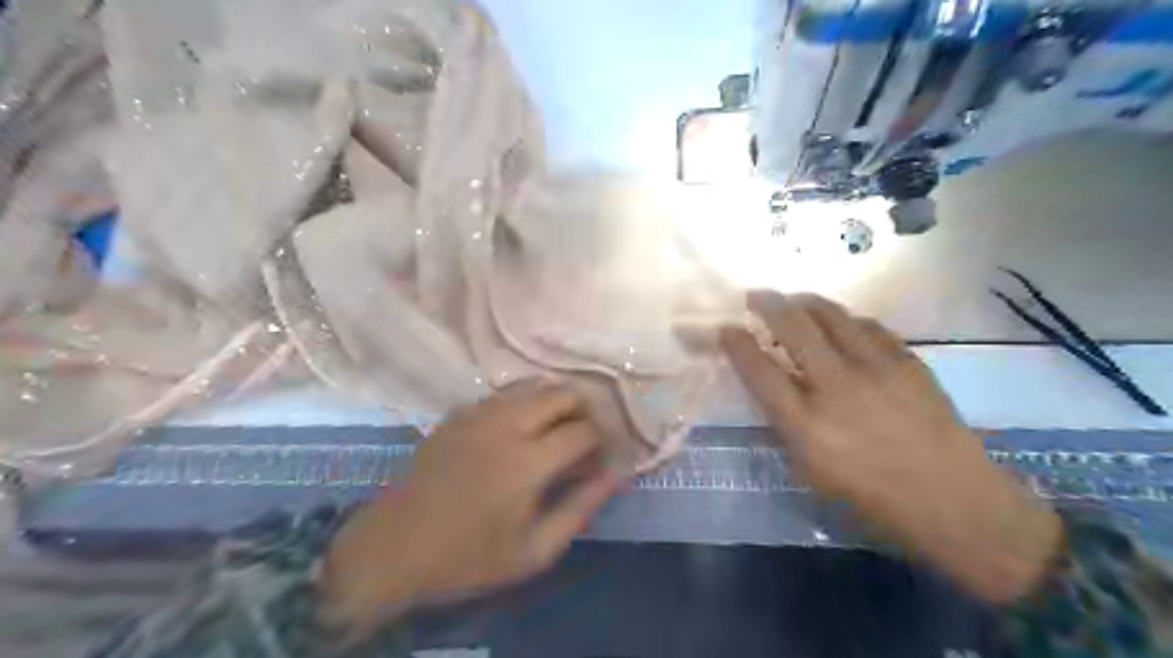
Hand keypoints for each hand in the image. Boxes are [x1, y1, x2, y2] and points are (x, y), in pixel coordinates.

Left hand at [317, 384, 616, 630]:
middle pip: (562, 393)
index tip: (606, 454)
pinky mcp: (458, 412)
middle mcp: (506, 425)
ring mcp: (478, 413)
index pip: (584, 430)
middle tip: (586, 436)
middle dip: (584, 409)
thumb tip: (615, 477)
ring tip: (559, 427)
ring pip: (533, 385)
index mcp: (528, 462)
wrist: (395, 547)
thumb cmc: (469, 557)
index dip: (604, 439)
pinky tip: (521, 426)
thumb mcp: (534, 551)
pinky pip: (504, 394)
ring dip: (555, 401)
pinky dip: (524, 402)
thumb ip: (580, 509)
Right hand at [725, 290, 1063, 604]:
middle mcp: (836, 388)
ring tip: (793, 299)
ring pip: (833, 316)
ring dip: (806, 302)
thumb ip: (786, 426)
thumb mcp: (811, 474)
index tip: (725, 328)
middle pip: (794, 328)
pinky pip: (870, 326)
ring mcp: (876, 370)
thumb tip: (772, 389)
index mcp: (806, 425)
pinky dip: (847, 319)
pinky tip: (841, 322)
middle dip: (767, 305)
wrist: (955, 503)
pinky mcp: (909, 363)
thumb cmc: (872, 500)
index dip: (737, 344)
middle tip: (754, 296)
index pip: (759, 371)